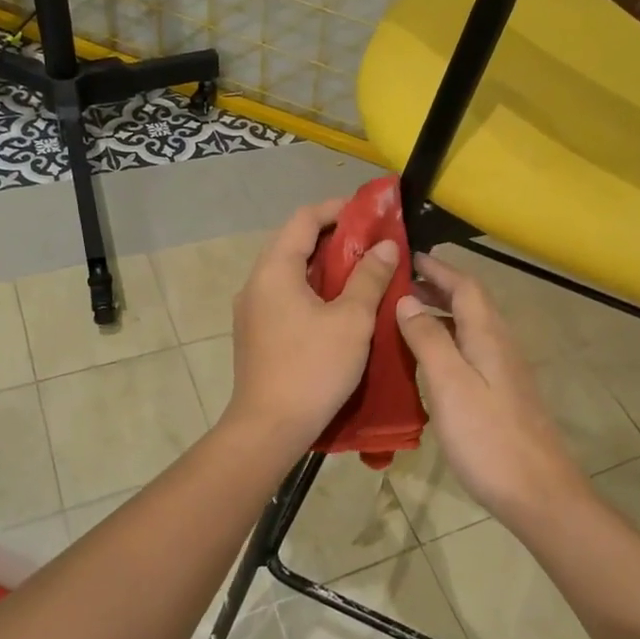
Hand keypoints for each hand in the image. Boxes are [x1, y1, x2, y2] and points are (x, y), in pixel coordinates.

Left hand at [225, 199, 400, 454]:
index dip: (338, 209)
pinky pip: (287, 297)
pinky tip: (341, 307)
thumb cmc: (313, 368)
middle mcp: (256, 283)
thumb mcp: (352, 320)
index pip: (304, 219)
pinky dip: (314, 292)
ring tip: (364, 273)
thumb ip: (370, 278)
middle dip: (336, 239)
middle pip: (295, 244)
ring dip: (326, 268)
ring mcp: (253, 310)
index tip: (370, 214)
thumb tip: (387, 245)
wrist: (269, 429)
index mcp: (275, 270)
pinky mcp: (257, 334)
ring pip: (292, 273)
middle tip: (374, 244)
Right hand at [394, 252, 588, 525]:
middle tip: (398, 283)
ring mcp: (503, 370)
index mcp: (488, 335)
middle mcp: (500, 344)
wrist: (537, 491)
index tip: (406, 256)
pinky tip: (426, 360)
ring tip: (403, 316)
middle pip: (469, 303)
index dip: (437, 268)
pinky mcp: (502, 394)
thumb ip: (429, 339)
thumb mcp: (450, 384)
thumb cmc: (488, 437)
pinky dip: (446, 342)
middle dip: (437, 287)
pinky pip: (470, 351)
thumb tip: (408, 300)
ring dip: (440, 314)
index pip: (464, 285)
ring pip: (470, 327)